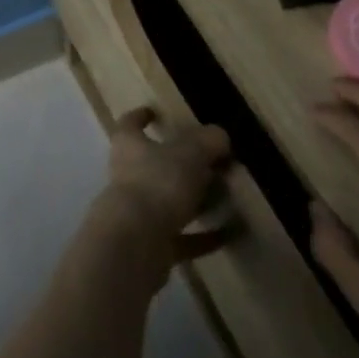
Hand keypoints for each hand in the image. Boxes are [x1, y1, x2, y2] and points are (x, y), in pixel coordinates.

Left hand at [97, 107, 231, 264]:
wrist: (135, 244)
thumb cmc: (157, 184)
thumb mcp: (189, 154)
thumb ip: (206, 141)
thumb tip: (219, 135)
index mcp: (129, 145)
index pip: (130, 124)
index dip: (141, 116)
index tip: (155, 112)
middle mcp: (128, 175)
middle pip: (153, 164)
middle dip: (180, 163)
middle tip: (212, 162)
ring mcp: (137, 212)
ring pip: (168, 200)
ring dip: (194, 200)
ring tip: (226, 197)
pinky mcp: (151, 245)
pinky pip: (182, 237)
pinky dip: (204, 236)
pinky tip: (230, 234)